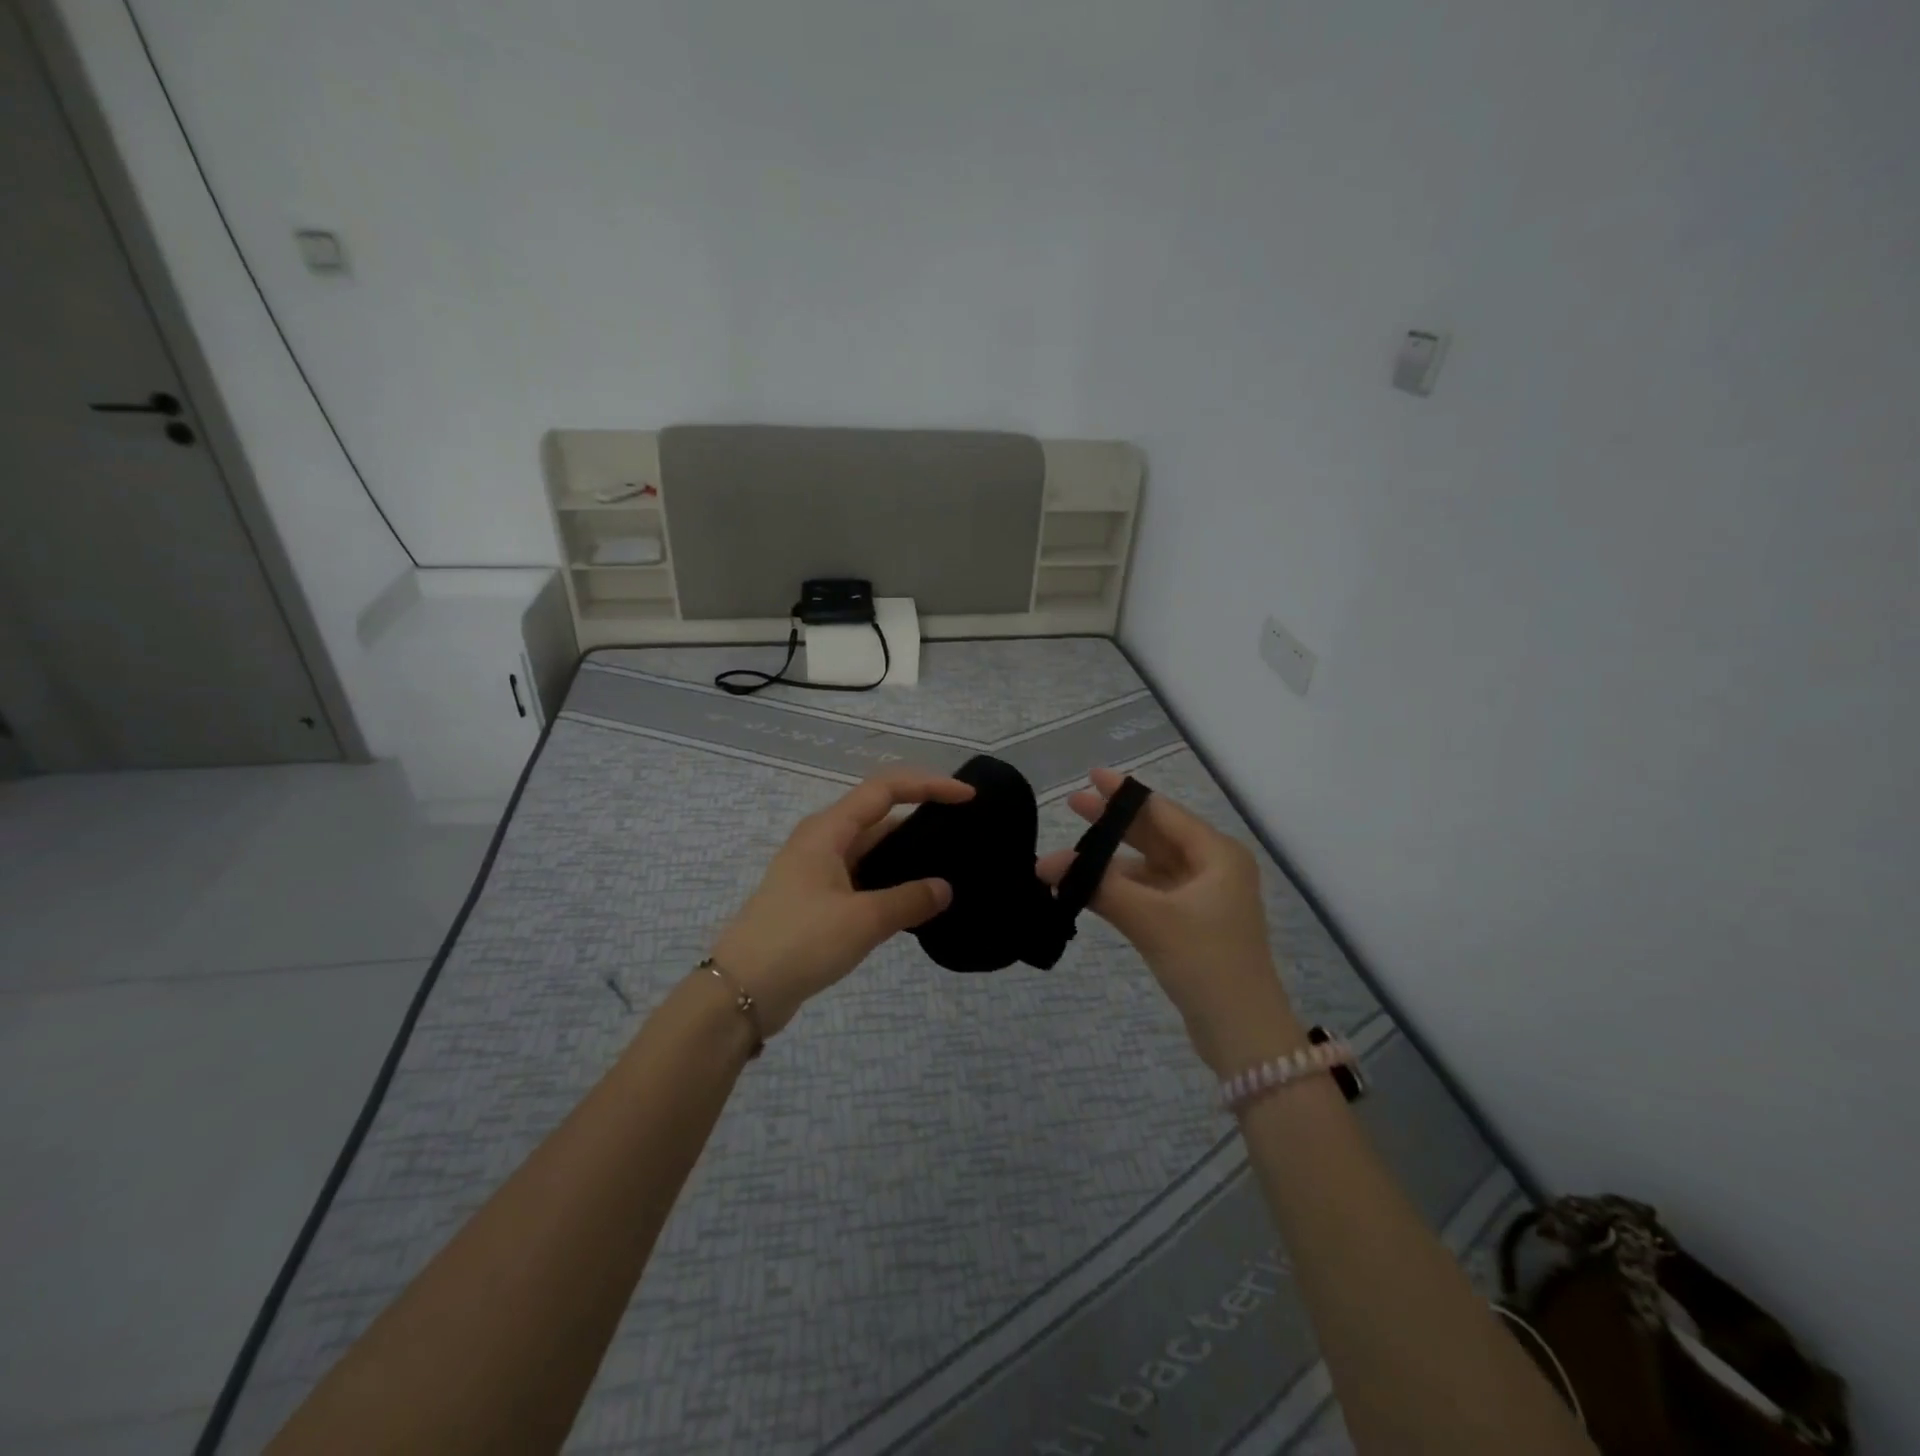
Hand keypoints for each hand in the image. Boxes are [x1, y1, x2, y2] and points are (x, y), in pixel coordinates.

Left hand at [709, 768, 973, 1035]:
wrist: (742, 990)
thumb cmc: (801, 941)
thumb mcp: (863, 919)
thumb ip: (909, 900)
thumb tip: (944, 888)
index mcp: (828, 830)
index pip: (885, 789)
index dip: (929, 786)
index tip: (968, 797)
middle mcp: (821, 841)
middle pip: (878, 815)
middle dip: (920, 817)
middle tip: (964, 832)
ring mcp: (816, 870)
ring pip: (870, 849)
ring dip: (905, 853)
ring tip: (948, 864)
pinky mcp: (816, 899)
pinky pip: (862, 876)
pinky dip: (889, 880)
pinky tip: (914, 900)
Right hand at [1038, 767, 1301, 1072]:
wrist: (1242, 1034)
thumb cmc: (1205, 962)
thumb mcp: (1151, 918)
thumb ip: (1099, 886)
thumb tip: (1045, 864)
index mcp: (1216, 854)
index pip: (1163, 811)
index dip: (1124, 794)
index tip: (1090, 776)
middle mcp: (1212, 868)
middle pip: (1155, 835)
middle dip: (1114, 823)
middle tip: (1073, 805)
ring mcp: (1201, 897)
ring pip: (1149, 867)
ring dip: (1111, 863)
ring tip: (1068, 856)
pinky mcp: (1189, 924)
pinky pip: (1149, 893)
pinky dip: (1119, 889)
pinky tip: (1086, 888)